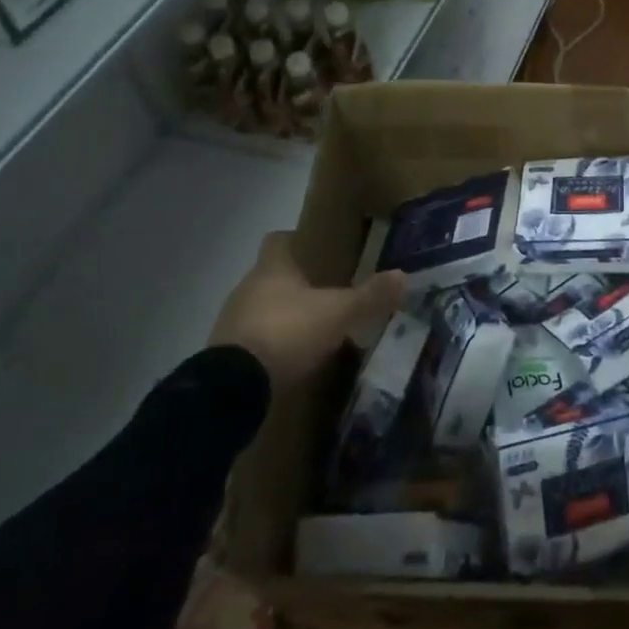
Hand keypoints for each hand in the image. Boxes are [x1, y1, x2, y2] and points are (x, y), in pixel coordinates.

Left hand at [209, 232, 407, 389]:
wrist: (234, 388)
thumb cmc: (288, 333)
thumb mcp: (338, 314)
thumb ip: (370, 296)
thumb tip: (404, 276)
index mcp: (271, 269)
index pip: (277, 240)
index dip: (295, 241)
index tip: (317, 250)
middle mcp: (246, 288)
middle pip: (271, 276)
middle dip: (295, 284)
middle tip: (326, 294)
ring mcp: (231, 322)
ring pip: (261, 308)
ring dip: (282, 316)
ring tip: (312, 329)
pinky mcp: (224, 356)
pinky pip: (252, 341)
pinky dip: (270, 346)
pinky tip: (291, 360)